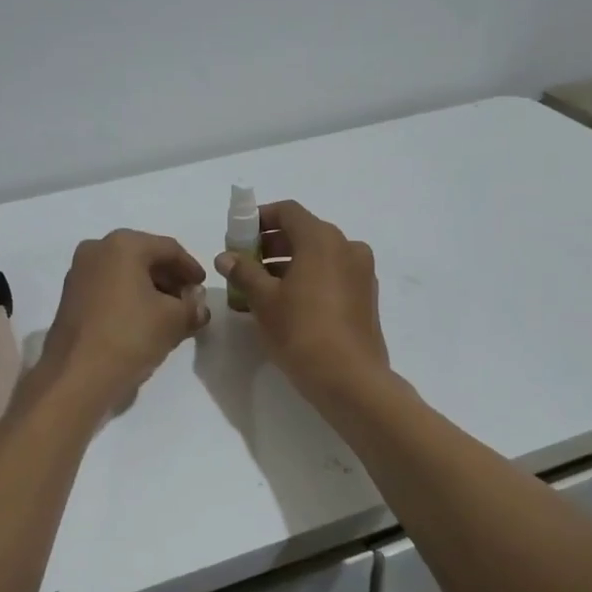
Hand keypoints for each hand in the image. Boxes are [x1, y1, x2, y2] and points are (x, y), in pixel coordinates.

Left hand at [41, 230, 209, 408]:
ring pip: (125, 273)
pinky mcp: (70, 296)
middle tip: (189, 301)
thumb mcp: (174, 320)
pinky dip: (129, 297)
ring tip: (170, 314)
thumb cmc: (130, 336)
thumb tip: (198, 303)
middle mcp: (97, 249)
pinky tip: (143, 320)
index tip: (204, 287)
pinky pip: (108, 288)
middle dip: (170, 279)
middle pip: (144, 257)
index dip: (191, 268)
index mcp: (123, 244)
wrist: (76, 376)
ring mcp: (79, 272)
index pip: (169, 249)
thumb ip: (193, 306)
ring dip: (150, 289)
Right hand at [215, 200, 389, 401]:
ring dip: (287, 263)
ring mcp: (361, 272)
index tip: (237, 236)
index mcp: (322, 239)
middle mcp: (347, 247)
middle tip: (243, 263)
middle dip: (270, 244)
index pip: (287, 212)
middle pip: (303, 232)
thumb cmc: (301, 331)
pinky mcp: (365, 296)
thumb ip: (244, 272)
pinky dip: (308, 278)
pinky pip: (331, 274)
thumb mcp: (264, 300)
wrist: (350, 379)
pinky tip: (286, 303)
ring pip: (318, 255)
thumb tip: (226, 257)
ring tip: (259, 287)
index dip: (259, 219)